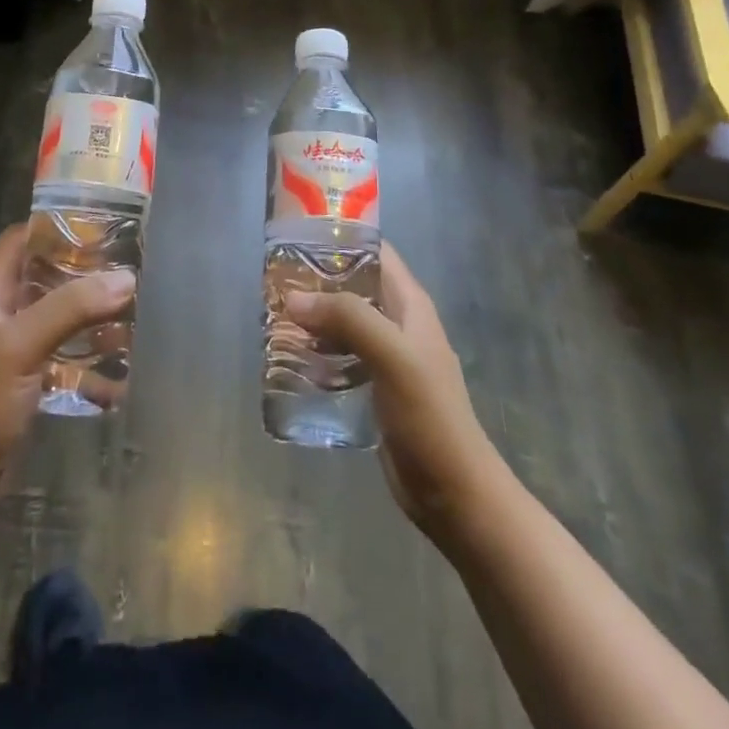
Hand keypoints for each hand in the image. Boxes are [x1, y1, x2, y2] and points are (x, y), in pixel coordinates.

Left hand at [0, 223, 134, 511]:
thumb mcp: (19, 346)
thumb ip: (69, 308)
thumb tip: (126, 278)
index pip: (22, 240)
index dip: (56, 226)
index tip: (102, 224)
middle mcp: (4, 315)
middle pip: (49, 279)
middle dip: (88, 274)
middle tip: (132, 269)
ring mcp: (17, 353)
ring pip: (63, 320)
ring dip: (96, 319)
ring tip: (138, 314)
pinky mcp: (32, 387)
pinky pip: (69, 362)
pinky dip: (95, 363)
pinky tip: (126, 370)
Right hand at [286, 244, 499, 542]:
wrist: (455, 493)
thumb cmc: (429, 415)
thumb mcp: (392, 356)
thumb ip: (347, 318)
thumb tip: (293, 297)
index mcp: (410, 304)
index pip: (375, 251)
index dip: (340, 237)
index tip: (297, 235)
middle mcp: (398, 322)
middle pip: (354, 285)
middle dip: (317, 279)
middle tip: (275, 279)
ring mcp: (388, 356)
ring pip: (345, 321)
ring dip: (314, 316)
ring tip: (274, 314)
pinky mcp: (376, 387)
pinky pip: (342, 355)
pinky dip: (318, 350)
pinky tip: (292, 357)